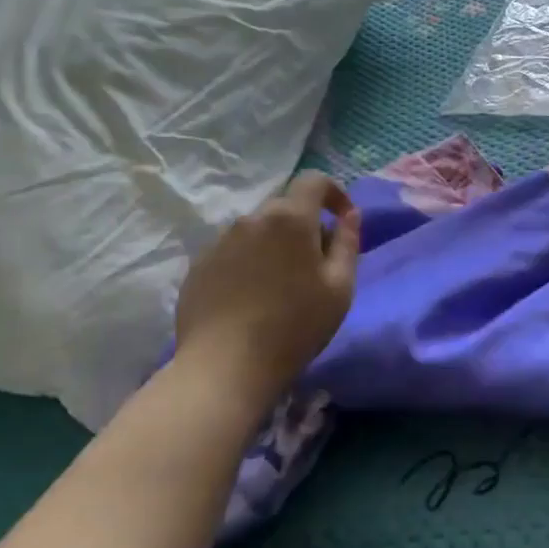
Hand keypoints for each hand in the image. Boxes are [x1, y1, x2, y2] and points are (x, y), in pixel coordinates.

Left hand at [173, 173, 361, 394]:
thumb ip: (348, 242)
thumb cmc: (295, 326)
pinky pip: (233, 252)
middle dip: (306, 225)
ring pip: (258, 230)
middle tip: (317, 264)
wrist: (226, 367)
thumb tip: (350, 215)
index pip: (314, 180)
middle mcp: (251, 219)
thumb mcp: (340, 287)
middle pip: (285, 207)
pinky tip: (253, 299)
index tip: (343, 219)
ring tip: (282, 285)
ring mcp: (219, 241)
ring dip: (276, 245)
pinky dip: (250, 263)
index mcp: (290, 218)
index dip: (334, 193)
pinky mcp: (198, 266)